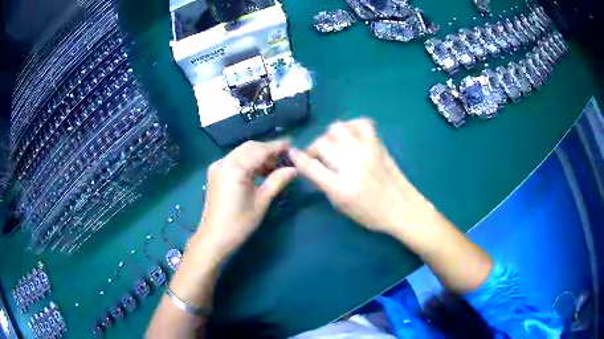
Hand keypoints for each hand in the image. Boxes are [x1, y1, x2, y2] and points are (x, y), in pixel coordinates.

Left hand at [197, 140, 296, 258]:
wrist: (214, 238)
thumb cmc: (239, 223)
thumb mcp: (261, 202)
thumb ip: (277, 181)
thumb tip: (294, 169)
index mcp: (235, 168)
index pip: (260, 150)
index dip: (277, 147)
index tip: (292, 145)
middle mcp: (224, 162)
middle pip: (250, 147)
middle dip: (268, 150)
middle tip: (284, 158)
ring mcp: (217, 166)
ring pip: (242, 152)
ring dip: (258, 155)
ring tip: (274, 167)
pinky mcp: (215, 172)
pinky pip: (235, 159)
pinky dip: (248, 161)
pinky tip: (259, 171)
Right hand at [288, 118, 431, 234]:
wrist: (402, 208)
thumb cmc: (371, 214)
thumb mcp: (342, 207)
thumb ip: (324, 185)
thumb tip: (311, 166)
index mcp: (341, 188)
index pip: (311, 166)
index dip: (297, 158)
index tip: (292, 154)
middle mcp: (352, 165)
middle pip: (322, 143)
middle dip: (314, 148)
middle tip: (317, 156)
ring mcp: (367, 151)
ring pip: (338, 128)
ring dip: (330, 135)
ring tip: (334, 145)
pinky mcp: (378, 144)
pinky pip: (361, 123)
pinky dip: (351, 125)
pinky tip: (350, 135)